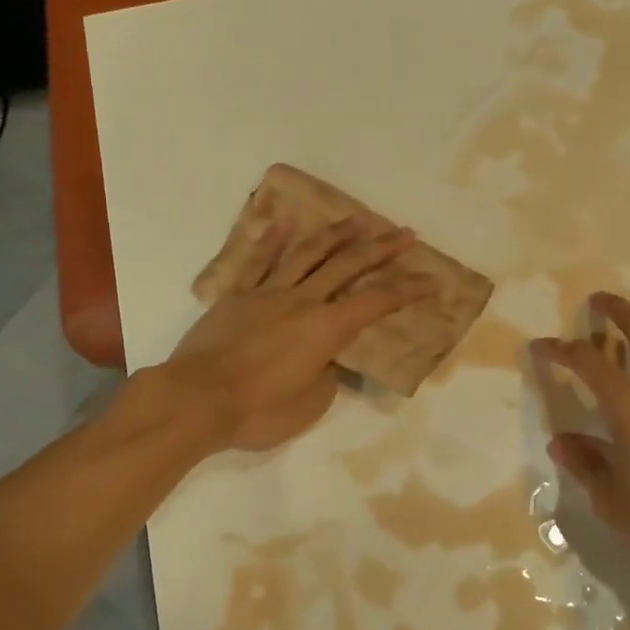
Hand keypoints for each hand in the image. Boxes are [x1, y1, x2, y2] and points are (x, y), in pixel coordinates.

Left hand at [166, 215, 433, 451]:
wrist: (196, 400)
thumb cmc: (258, 411)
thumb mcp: (310, 404)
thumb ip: (326, 376)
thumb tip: (325, 361)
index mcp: (327, 329)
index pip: (378, 302)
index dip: (408, 289)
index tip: (433, 279)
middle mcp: (303, 301)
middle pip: (348, 266)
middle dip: (381, 249)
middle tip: (405, 233)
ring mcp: (268, 294)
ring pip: (307, 255)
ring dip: (336, 234)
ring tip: (358, 218)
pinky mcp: (236, 297)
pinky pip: (257, 262)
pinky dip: (272, 241)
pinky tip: (284, 222)